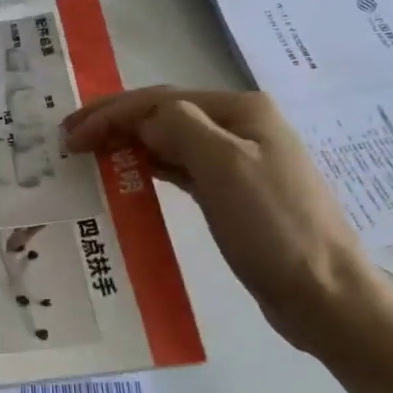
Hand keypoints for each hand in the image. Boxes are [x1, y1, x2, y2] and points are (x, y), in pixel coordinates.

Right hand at [62, 87, 382, 357]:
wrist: (323, 292)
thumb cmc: (273, 228)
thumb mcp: (225, 167)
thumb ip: (180, 129)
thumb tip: (145, 121)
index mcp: (241, 111)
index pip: (162, 100)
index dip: (112, 113)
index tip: (70, 136)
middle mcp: (241, 128)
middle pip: (166, 115)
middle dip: (116, 122)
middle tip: (70, 140)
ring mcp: (240, 162)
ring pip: (172, 141)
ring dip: (130, 143)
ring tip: (90, 156)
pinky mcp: (234, 195)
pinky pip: (183, 170)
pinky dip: (151, 168)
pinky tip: (130, 176)